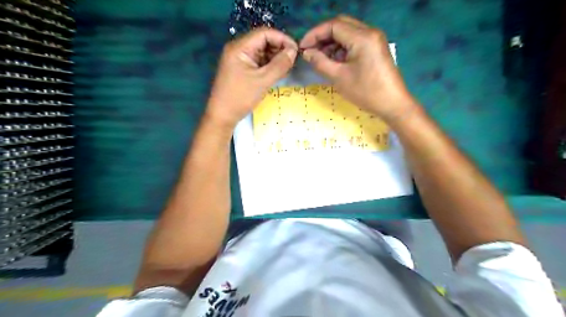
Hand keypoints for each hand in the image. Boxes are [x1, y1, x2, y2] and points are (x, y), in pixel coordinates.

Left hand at [207, 27, 297, 128]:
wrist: (222, 115)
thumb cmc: (240, 97)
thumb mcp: (263, 81)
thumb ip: (280, 65)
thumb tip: (293, 51)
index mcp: (240, 47)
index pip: (264, 33)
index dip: (282, 39)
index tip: (295, 50)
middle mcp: (238, 49)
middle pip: (263, 41)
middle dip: (279, 49)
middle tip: (292, 61)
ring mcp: (239, 59)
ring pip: (262, 52)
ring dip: (275, 58)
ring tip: (287, 68)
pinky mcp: (241, 69)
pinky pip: (258, 62)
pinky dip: (269, 65)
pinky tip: (278, 73)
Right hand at [301, 15, 413, 123]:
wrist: (392, 104)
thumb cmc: (366, 92)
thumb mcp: (339, 78)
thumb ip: (320, 62)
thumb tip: (307, 53)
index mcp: (362, 37)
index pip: (333, 25)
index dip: (314, 34)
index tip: (302, 47)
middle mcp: (370, 32)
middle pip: (340, 25)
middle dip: (322, 36)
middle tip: (310, 51)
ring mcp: (374, 39)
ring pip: (347, 32)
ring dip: (332, 42)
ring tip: (320, 58)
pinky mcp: (375, 48)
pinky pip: (355, 41)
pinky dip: (342, 47)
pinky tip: (334, 60)